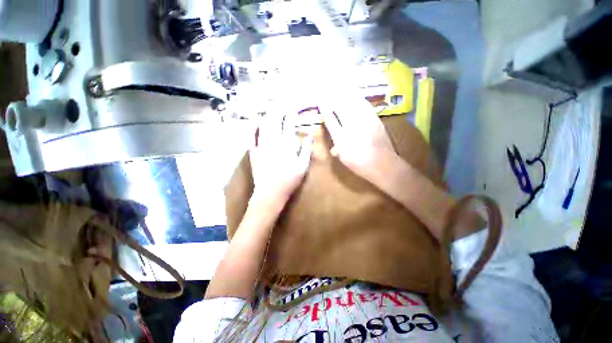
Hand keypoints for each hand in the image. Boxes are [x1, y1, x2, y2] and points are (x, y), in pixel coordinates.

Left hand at [250, 112, 312, 203]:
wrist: (270, 193)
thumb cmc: (289, 181)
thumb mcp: (303, 166)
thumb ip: (306, 149)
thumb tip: (310, 134)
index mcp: (287, 144)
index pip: (289, 122)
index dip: (292, 111)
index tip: (295, 106)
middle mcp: (273, 140)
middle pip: (275, 118)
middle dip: (279, 107)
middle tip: (282, 102)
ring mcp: (261, 144)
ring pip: (263, 123)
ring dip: (268, 113)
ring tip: (272, 107)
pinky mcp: (253, 150)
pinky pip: (251, 134)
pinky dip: (253, 125)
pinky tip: (256, 120)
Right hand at [321, 94, 398, 184]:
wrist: (384, 165)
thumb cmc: (361, 165)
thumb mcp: (344, 159)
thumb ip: (337, 149)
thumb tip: (333, 147)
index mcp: (341, 138)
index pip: (330, 120)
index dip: (324, 108)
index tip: (319, 100)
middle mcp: (352, 127)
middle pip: (341, 107)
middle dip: (333, 95)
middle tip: (327, 87)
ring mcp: (365, 121)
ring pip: (353, 103)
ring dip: (345, 93)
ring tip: (339, 85)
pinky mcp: (375, 119)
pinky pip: (364, 105)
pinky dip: (358, 97)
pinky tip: (355, 94)